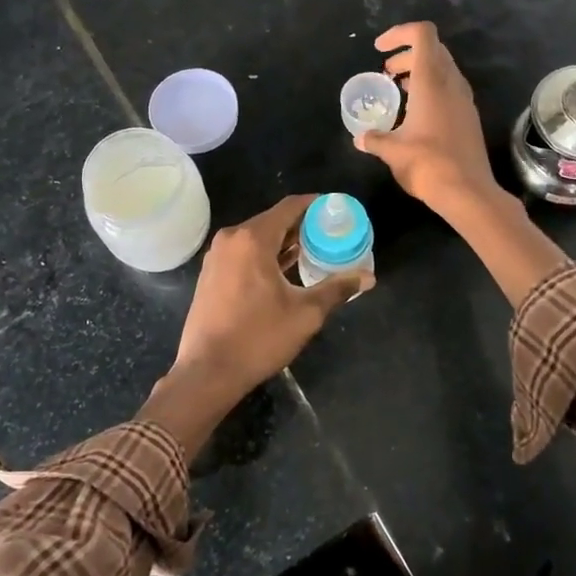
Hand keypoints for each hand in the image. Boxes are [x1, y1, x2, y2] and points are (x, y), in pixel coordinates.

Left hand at [140, 195, 370, 456]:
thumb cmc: (258, 338)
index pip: (289, 207)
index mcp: (252, 239)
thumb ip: (337, 289)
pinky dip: (265, 254)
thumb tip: (368, 277)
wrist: (208, 371)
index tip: (336, 209)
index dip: (315, 204)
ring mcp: (216, 256)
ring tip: (313, 251)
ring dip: (283, 241)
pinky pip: (243, 252)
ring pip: (256, 237)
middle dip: (302, 225)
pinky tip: (284, 270)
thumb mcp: (305, 314)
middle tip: (330, 234)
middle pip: (272, 220)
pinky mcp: (210, 274)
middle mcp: (231, 239)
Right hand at [356, 22, 501, 216]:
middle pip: (432, 49)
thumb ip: (374, 139)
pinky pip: (449, 88)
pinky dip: (431, 89)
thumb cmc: (427, 164)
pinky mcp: (469, 116)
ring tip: (399, 91)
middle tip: (387, 73)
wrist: (467, 192)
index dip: (399, 33)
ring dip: (420, 72)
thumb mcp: (392, 151)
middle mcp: (451, 83)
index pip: (422, 34)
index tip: (379, 49)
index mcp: (432, 81)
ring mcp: (464, 99)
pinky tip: (416, 113)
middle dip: (407, 54)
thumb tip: (360, 138)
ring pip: (443, 69)